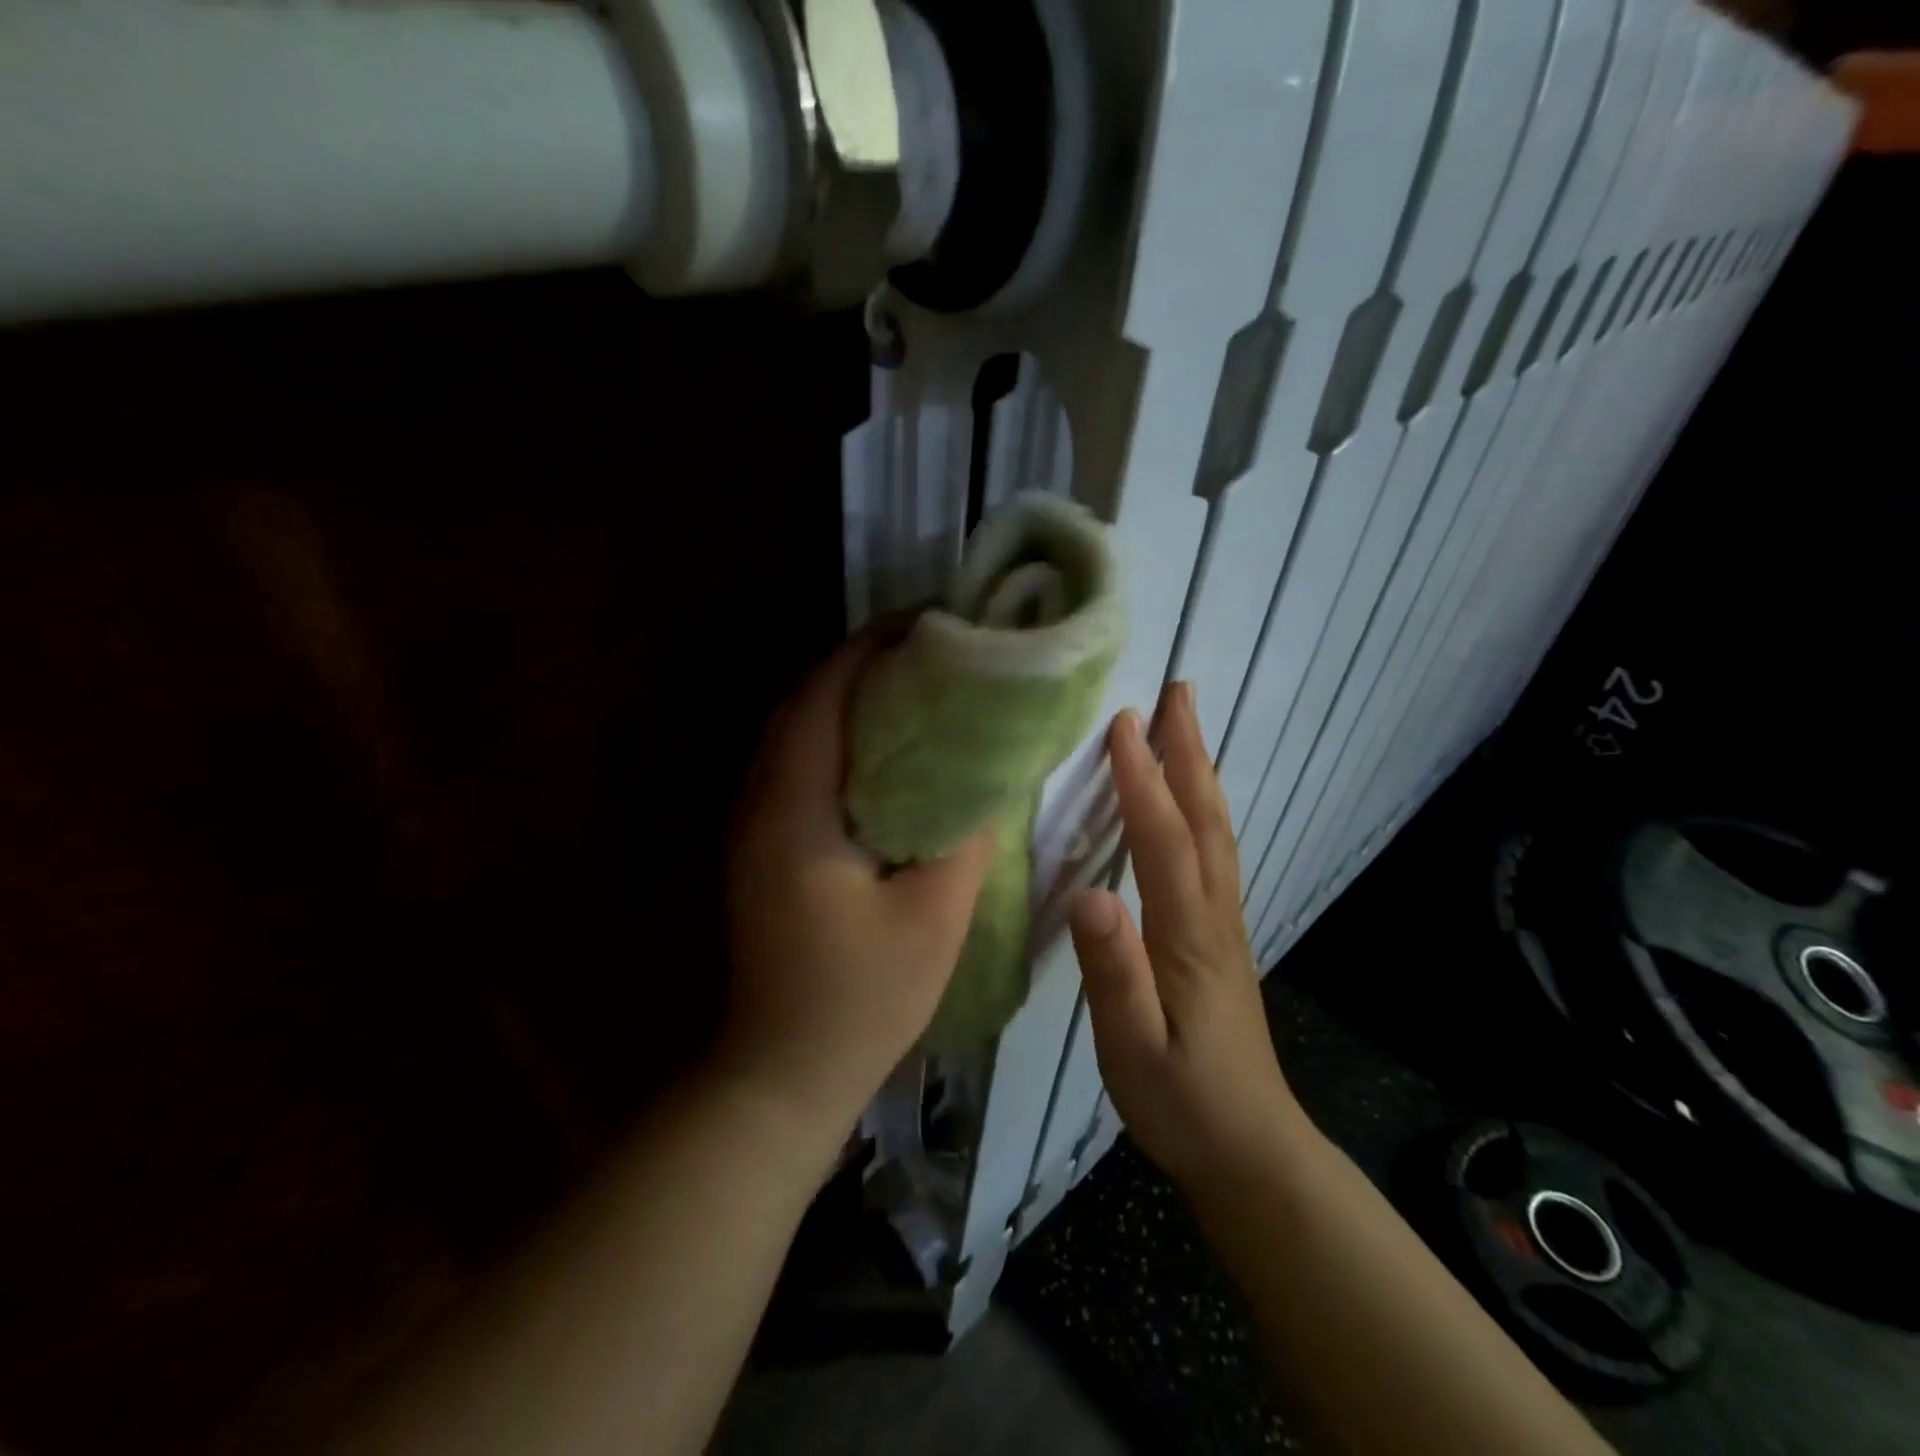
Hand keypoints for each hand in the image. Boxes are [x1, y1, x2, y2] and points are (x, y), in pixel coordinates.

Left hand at [722, 634, 993, 1159]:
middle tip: (927, 651)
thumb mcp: (934, 916)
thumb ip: (965, 835)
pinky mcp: (762, 846)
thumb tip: (988, 776)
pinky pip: (797, 767)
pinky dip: (837, 738)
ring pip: (795, 734)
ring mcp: (753, 826)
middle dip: (859, 665)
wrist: (784, 1071)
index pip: (821, 699)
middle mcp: (760, 804)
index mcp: (794, 811)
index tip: (924, 625)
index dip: (867, 650)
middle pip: (802, 705)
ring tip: (913, 686)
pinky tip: (885, 750)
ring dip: (846, 699)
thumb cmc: (862, 997)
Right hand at [1069, 683, 1315, 1195]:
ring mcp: (1223, 925)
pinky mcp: (1220, 938)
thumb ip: (1113, 974)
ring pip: (1215, 833)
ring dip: (1200, 772)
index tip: (1123, 722)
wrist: (1252, 1153)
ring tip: (1185, 726)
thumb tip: (1090, 896)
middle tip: (1178, 692)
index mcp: (1188, 935)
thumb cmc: (1184, 1104)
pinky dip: (1201, 810)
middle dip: (1189, 751)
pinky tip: (1189, 803)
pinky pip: (1213, 854)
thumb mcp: (1134, 1051)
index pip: (1163, 841)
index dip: (1142, 779)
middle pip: (1204, 820)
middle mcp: (1214, 915)